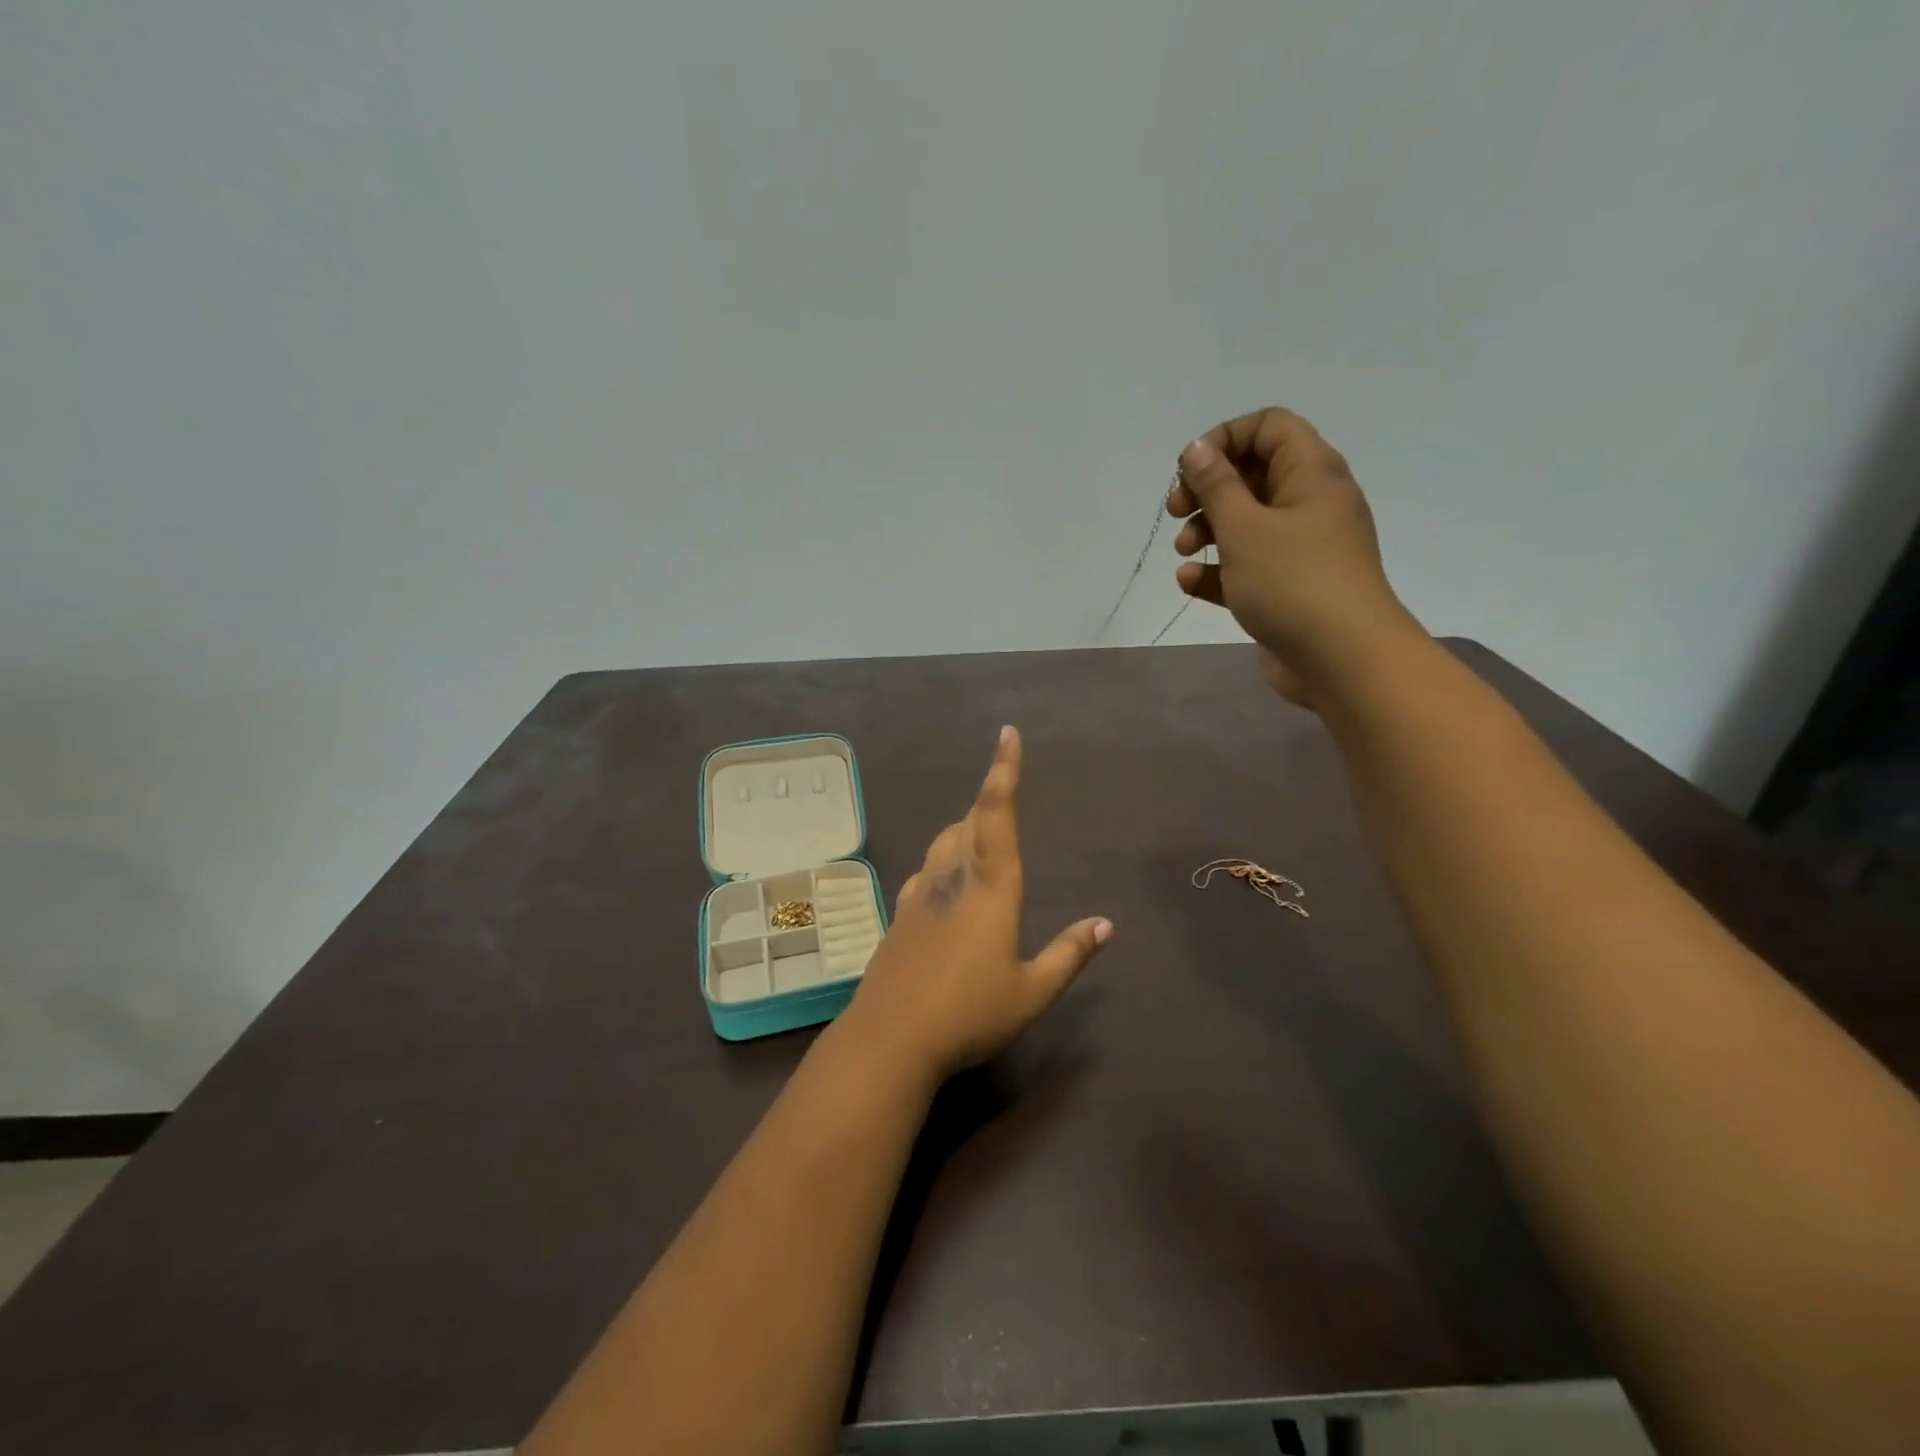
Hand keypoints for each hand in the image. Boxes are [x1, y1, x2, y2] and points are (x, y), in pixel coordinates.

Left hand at [842, 726, 1110, 1083]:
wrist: (889, 1038)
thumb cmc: (968, 1014)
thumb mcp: (1031, 991)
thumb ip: (1070, 954)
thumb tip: (1106, 924)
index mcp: (991, 887)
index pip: (998, 814)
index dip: (1004, 771)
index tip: (1007, 734)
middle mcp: (953, 878)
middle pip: (970, 821)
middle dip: (989, 800)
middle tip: (1004, 792)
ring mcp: (920, 894)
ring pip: (944, 842)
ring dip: (964, 827)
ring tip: (980, 832)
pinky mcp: (899, 915)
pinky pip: (926, 870)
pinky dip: (943, 860)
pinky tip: (945, 878)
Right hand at [1166, 407, 1423, 704]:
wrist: (1342, 659)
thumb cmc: (1293, 581)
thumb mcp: (1244, 527)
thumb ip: (1216, 485)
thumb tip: (1197, 449)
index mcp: (1311, 474)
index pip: (1269, 427)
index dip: (1225, 438)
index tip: (1190, 469)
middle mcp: (1309, 504)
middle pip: (1251, 475)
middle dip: (1207, 490)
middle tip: (1176, 511)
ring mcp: (1300, 549)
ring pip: (1245, 523)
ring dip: (1207, 531)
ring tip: (1183, 552)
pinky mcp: (1286, 588)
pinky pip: (1246, 566)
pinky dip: (1216, 570)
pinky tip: (1189, 583)